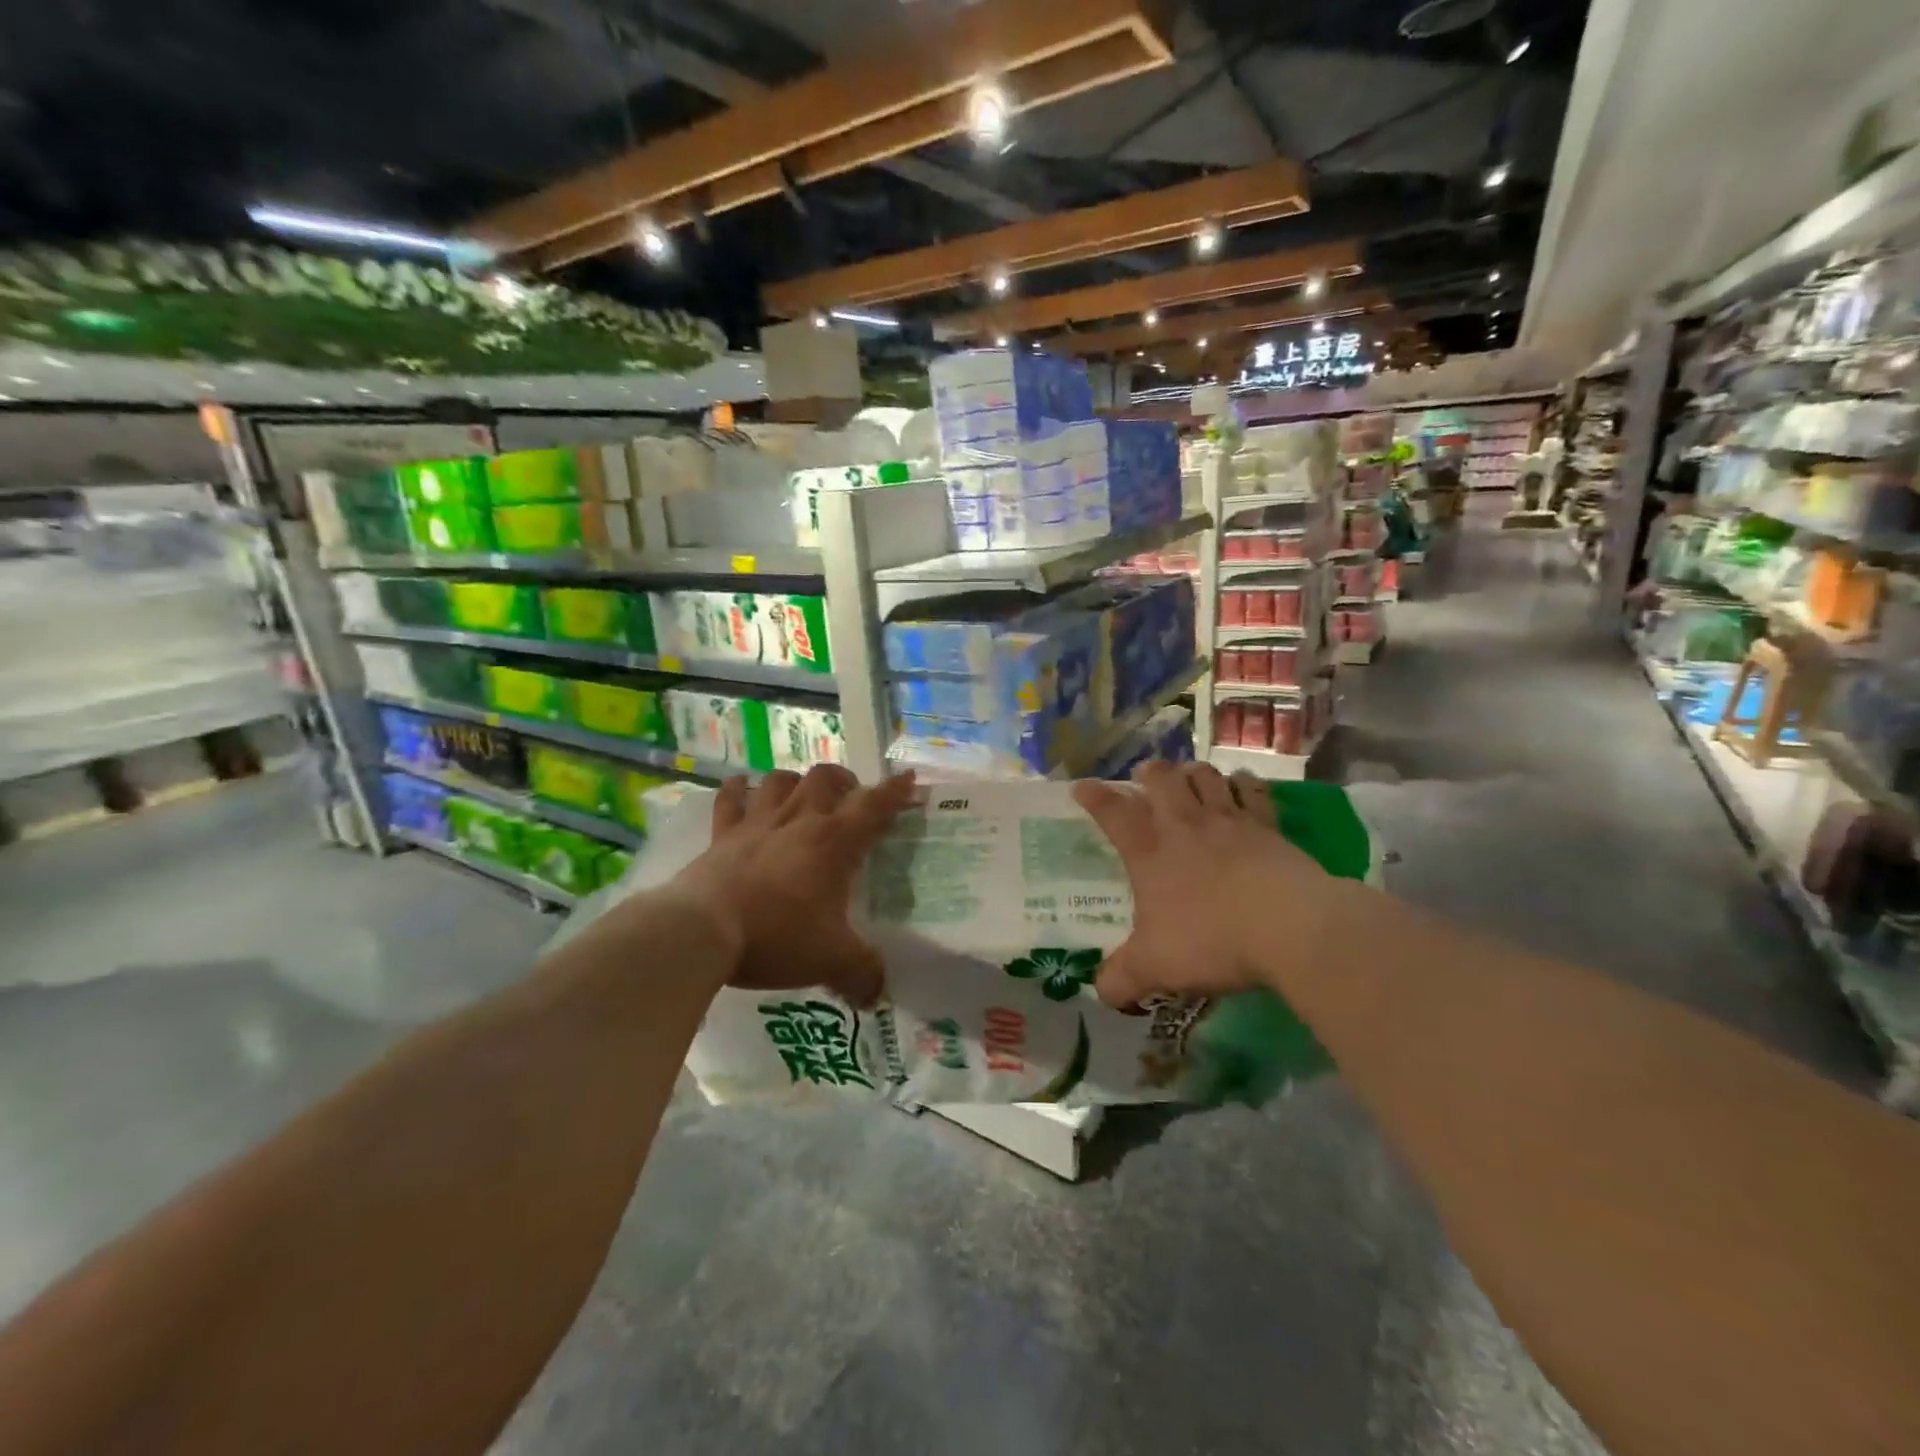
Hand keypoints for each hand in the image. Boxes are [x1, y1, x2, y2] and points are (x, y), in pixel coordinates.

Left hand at [668, 765, 915, 1007]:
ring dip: (796, 781)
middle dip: (844, 780)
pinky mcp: (721, 835)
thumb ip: (863, 974)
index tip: (909, 778)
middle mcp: (798, 821)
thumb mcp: (832, 961)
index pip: (874, 806)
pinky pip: (730, 799)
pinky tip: (743, 787)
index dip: (895, 791)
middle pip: (825, 778)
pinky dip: (739, 789)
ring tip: (803, 793)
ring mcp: (756, 823)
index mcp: (834, 842)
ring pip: (780, 780)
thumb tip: (878, 993)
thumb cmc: (777, 936)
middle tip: (850, 797)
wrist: (703, 931)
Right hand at [1071, 761, 1347, 1007]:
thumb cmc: (1210, 940)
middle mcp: (1185, 826)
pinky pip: (1253, 791)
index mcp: (1149, 852)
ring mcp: (1229, 822)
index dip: (1095, 798)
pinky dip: (1243, 783)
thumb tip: (1102, 993)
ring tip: (1189, 775)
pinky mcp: (1268, 828)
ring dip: (1193, 772)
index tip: (1082, 787)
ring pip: (1206, 777)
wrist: (1288, 927)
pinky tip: (1241, 784)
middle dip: (1150, 773)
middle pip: (1162, 780)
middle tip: (1145, 775)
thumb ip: (1121, 980)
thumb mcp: (1154, 968)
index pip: (1113, 814)